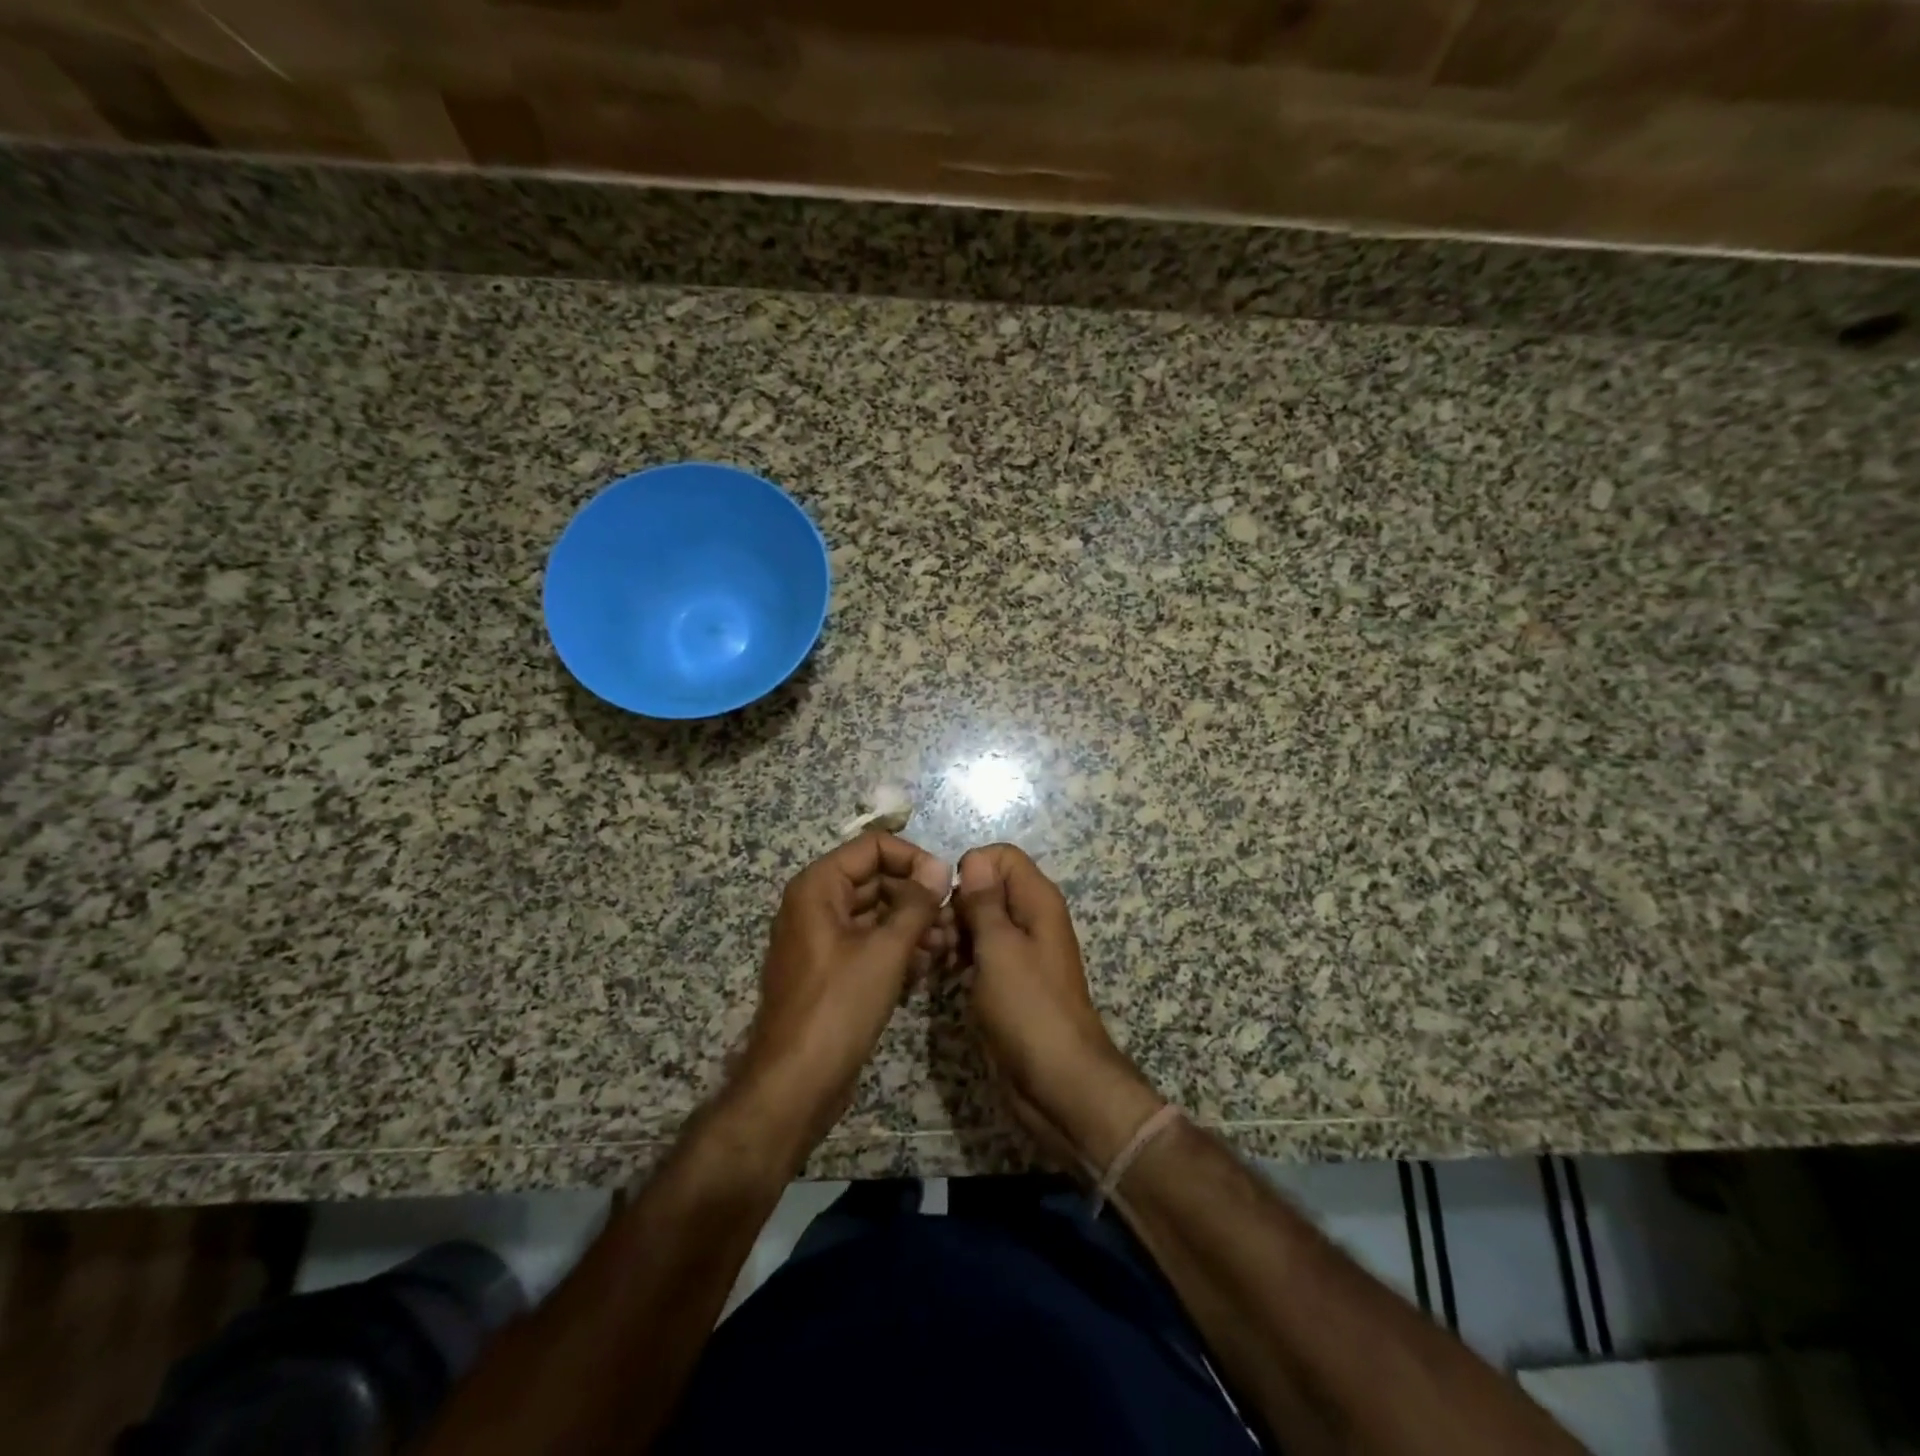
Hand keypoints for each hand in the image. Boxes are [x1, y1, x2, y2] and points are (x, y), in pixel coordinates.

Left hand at [733, 833, 954, 1160]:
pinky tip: (926, 970)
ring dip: (913, 927)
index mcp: (819, 887)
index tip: (945, 885)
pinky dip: (898, 951)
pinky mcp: (833, 971)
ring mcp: (823, 939)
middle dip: (917, 899)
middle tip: (953, 922)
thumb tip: (940, 867)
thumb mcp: (885, 950)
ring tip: (946, 948)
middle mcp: (817, 905)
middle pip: (876, 880)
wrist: (796, 1084)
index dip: (912, 859)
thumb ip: (916, 904)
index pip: (872, 848)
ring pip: (877, 915)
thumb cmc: (838, 1006)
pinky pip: (870, 945)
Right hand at [953, 845, 1162, 1171]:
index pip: (1002, 856)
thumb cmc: (1029, 1008)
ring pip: (979, 920)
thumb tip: (974, 859)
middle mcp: (1031, 918)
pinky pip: (980, 951)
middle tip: (936, 935)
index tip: (950, 899)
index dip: (972, 868)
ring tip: (935, 957)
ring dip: (954, 932)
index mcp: (1038, 900)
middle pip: (987, 887)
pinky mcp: (1008, 980)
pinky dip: (961, 955)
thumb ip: (985, 902)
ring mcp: (1020, 951)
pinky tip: (943, 973)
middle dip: (957, 903)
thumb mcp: (1000, 948)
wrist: (1057, 1081)